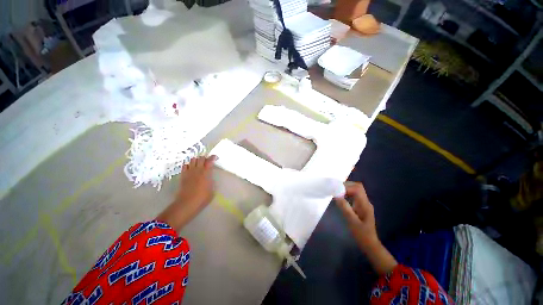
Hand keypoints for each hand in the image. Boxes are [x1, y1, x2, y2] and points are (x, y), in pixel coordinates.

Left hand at [156, 155, 216, 229]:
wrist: (187, 203)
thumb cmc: (202, 198)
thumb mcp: (212, 189)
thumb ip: (211, 181)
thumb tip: (210, 178)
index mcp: (206, 172)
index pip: (209, 161)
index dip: (213, 157)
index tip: (215, 157)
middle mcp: (197, 170)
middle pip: (200, 158)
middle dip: (205, 158)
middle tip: (207, 161)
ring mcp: (189, 172)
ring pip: (192, 160)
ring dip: (196, 160)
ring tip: (199, 164)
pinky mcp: (183, 175)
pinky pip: (185, 166)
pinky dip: (188, 164)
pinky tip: (191, 168)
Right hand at [334, 182, 397, 274]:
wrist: (370, 244)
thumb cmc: (361, 234)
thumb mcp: (352, 222)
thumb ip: (345, 208)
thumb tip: (336, 195)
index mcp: (365, 204)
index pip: (357, 188)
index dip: (347, 187)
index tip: (336, 191)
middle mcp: (365, 202)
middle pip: (357, 187)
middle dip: (346, 186)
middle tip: (335, 190)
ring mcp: (364, 204)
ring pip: (355, 190)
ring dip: (346, 189)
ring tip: (336, 192)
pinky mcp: (361, 206)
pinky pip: (354, 195)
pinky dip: (347, 194)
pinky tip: (341, 198)